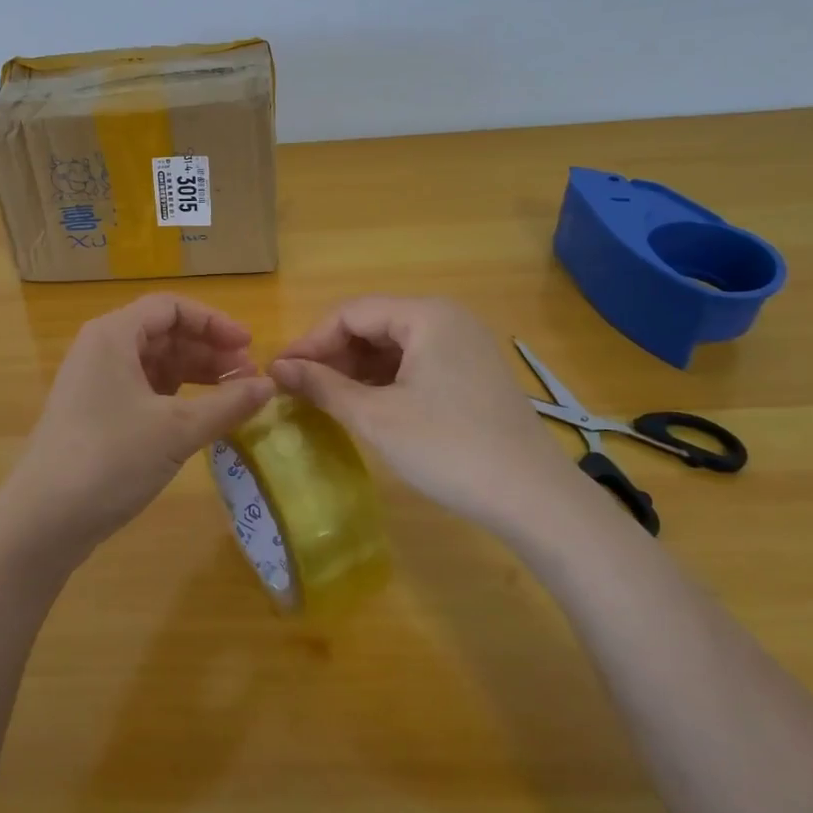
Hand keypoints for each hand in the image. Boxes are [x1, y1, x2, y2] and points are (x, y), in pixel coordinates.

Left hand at [0, 294, 274, 567]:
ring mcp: (95, 383)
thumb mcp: (177, 430)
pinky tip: (202, 417)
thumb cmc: (111, 459)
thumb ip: (227, 404)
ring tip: (233, 398)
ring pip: (154, 364)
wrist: (43, 520)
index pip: (171, 308)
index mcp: (113, 335)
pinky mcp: (95, 414)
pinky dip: (175, 398)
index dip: (214, 323)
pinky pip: (143, 390)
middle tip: (248, 378)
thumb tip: (269, 386)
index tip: (249, 347)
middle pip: (163, 334)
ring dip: (195, 375)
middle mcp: (101, 350)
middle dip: (209, 352)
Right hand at [271, 296, 579, 531]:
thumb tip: (277, 368)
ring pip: (393, 346)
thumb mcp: (376, 417)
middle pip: (373, 325)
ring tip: (325, 399)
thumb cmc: (448, 449)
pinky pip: (415, 364)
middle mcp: (447, 319)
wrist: (534, 499)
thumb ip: (323, 386)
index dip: (310, 341)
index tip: (279, 372)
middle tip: (299, 388)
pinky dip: (384, 381)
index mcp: (426, 315)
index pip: (351, 313)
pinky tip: (365, 406)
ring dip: (356, 369)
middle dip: (332, 355)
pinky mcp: (472, 374)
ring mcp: (464, 347)